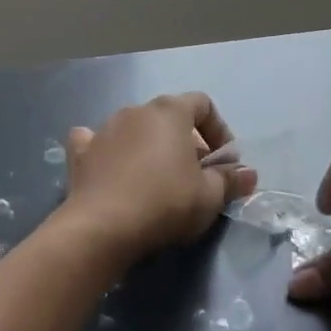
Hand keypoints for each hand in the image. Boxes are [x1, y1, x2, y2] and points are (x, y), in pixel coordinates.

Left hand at [61, 93, 257, 262]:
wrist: (102, 227)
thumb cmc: (165, 203)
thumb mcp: (209, 196)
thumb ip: (230, 180)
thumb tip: (249, 174)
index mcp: (170, 111)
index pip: (203, 104)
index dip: (219, 130)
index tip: (224, 162)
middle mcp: (137, 110)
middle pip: (170, 117)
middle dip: (187, 142)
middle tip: (196, 176)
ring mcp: (105, 128)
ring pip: (136, 128)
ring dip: (150, 146)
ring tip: (158, 180)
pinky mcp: (82, 152)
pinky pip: (96, 141)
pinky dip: (108, 150)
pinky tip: (111, 167)